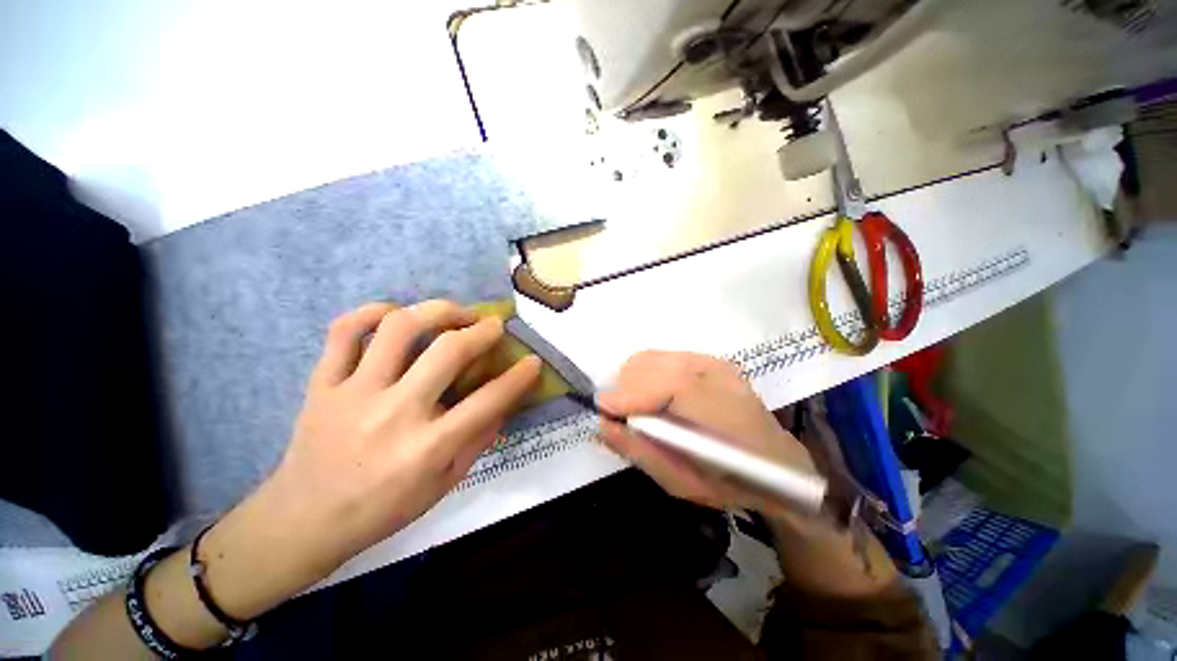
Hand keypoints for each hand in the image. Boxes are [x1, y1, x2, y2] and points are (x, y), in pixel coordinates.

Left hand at [196, 301, 541, 619]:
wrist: (303, 520)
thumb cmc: (382, 509)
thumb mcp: (443, 485)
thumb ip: (478, 440)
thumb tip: (504, 402)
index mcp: (427, 447)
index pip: (488, 401)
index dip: (519, 377)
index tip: (533, 361)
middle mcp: (393, 413)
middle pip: (448, 352)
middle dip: (482, 331)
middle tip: (494, 326)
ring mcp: (353, 393)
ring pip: (398, 328)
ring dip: (437, 311)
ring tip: (454, 313)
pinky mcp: (322, 383)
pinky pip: (345, 331)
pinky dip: (371, 312)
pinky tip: (394, 313)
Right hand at [597, 351, 815, 516]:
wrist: (777, 464)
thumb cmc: (730, 482)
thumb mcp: (681, 482)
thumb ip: (640, 451)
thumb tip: (602, 424)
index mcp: (724, 409)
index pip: (670, 385)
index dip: (631, 394)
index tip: (602, 409)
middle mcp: (718, 373)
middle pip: (653, 363)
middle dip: (626, 388)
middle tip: (622, 416)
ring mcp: (713, 361)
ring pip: (652, 357)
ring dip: (633, 380)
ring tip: (636, 408)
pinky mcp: (707, 359)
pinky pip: (661, 358)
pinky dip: (646, 375)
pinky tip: (653, 397)